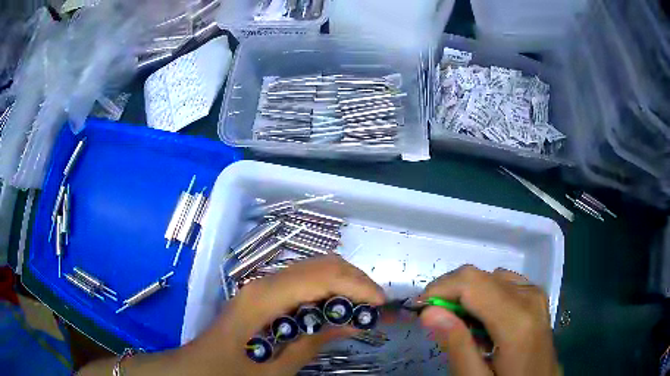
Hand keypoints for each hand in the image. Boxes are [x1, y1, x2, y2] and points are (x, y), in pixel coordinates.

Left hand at [182, 255, 385, 375]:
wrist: (199, 367)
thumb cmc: (234, 372)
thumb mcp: (278, 365)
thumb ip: (315, 340)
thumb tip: (354, 321)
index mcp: (266, 297)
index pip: (323, 276)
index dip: (357, 286)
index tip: (381, 306)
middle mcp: (266, 281)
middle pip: (321, 264)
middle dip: (355, 280)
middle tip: (376, 306)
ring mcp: (263, 285)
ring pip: (314, 269)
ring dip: (343, 283)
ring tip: (362, 307)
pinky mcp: (264, 294)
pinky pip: (303, 283)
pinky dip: (327, 290)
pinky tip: (336, 310)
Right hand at [418, 265, 558, 375]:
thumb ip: (456, 345)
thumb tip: (429, 311)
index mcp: (517, 320)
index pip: (470, 282)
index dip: (439, 289)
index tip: (418, 309)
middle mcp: (529, 296)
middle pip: (478, 276)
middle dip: (450, 294)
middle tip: (436, 323)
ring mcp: (535, 293)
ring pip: (488, 278)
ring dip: (467, 297)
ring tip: (462, 328)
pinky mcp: (536, 295)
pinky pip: (502, 283)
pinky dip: (484, 297)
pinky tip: (484, 322)